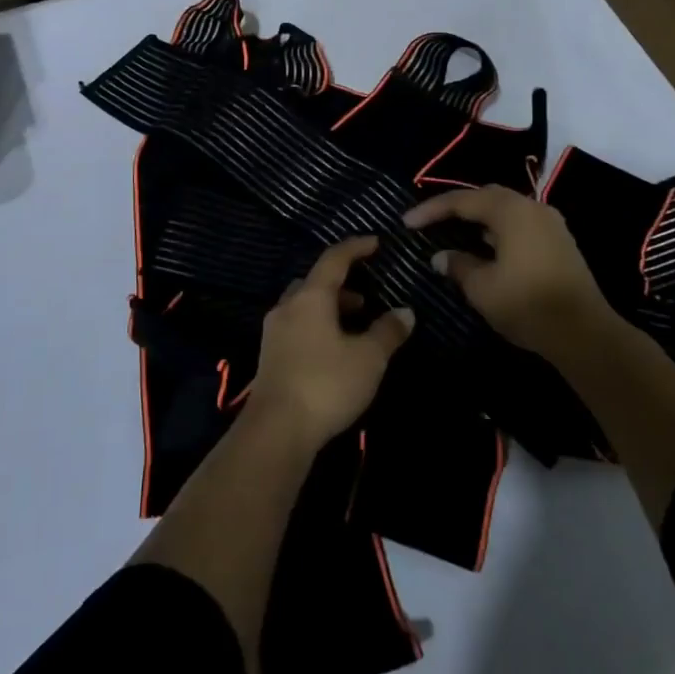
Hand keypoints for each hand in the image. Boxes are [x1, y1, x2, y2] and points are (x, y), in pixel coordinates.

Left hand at [247, 237, 413, 448]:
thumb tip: (405, 312)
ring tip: (355, 325)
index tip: (375, 243)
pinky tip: (334, 349)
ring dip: (329, 308)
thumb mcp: (368, 358)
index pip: (334, 259)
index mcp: (310, 297)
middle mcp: (288, 306)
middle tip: (366, 297)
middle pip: (315, 282)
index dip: (356, 248)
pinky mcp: (269, 356)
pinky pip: (297, 327)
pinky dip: (317, 326)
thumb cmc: (326, 383)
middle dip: (341, 285)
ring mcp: (274, 332)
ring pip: (304, 306)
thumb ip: (388, 332)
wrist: (275, 430)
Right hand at [404, 186, 610, 358]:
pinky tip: (485, 248)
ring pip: (505, 210)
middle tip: (431, 221)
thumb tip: (442, 256)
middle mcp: (532, 207)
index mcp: (510, 211)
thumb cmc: (527, 304)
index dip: (431, 210)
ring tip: (454, 232)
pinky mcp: (559, 242)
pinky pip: (520, 224)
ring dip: (479, 219)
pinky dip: (498, 229)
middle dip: (456, 207)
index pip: (463, 201)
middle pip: (487, 197)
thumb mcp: (482, 288)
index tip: (407, 223)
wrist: (585, 333)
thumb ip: (458, 265)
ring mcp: (550, 223)